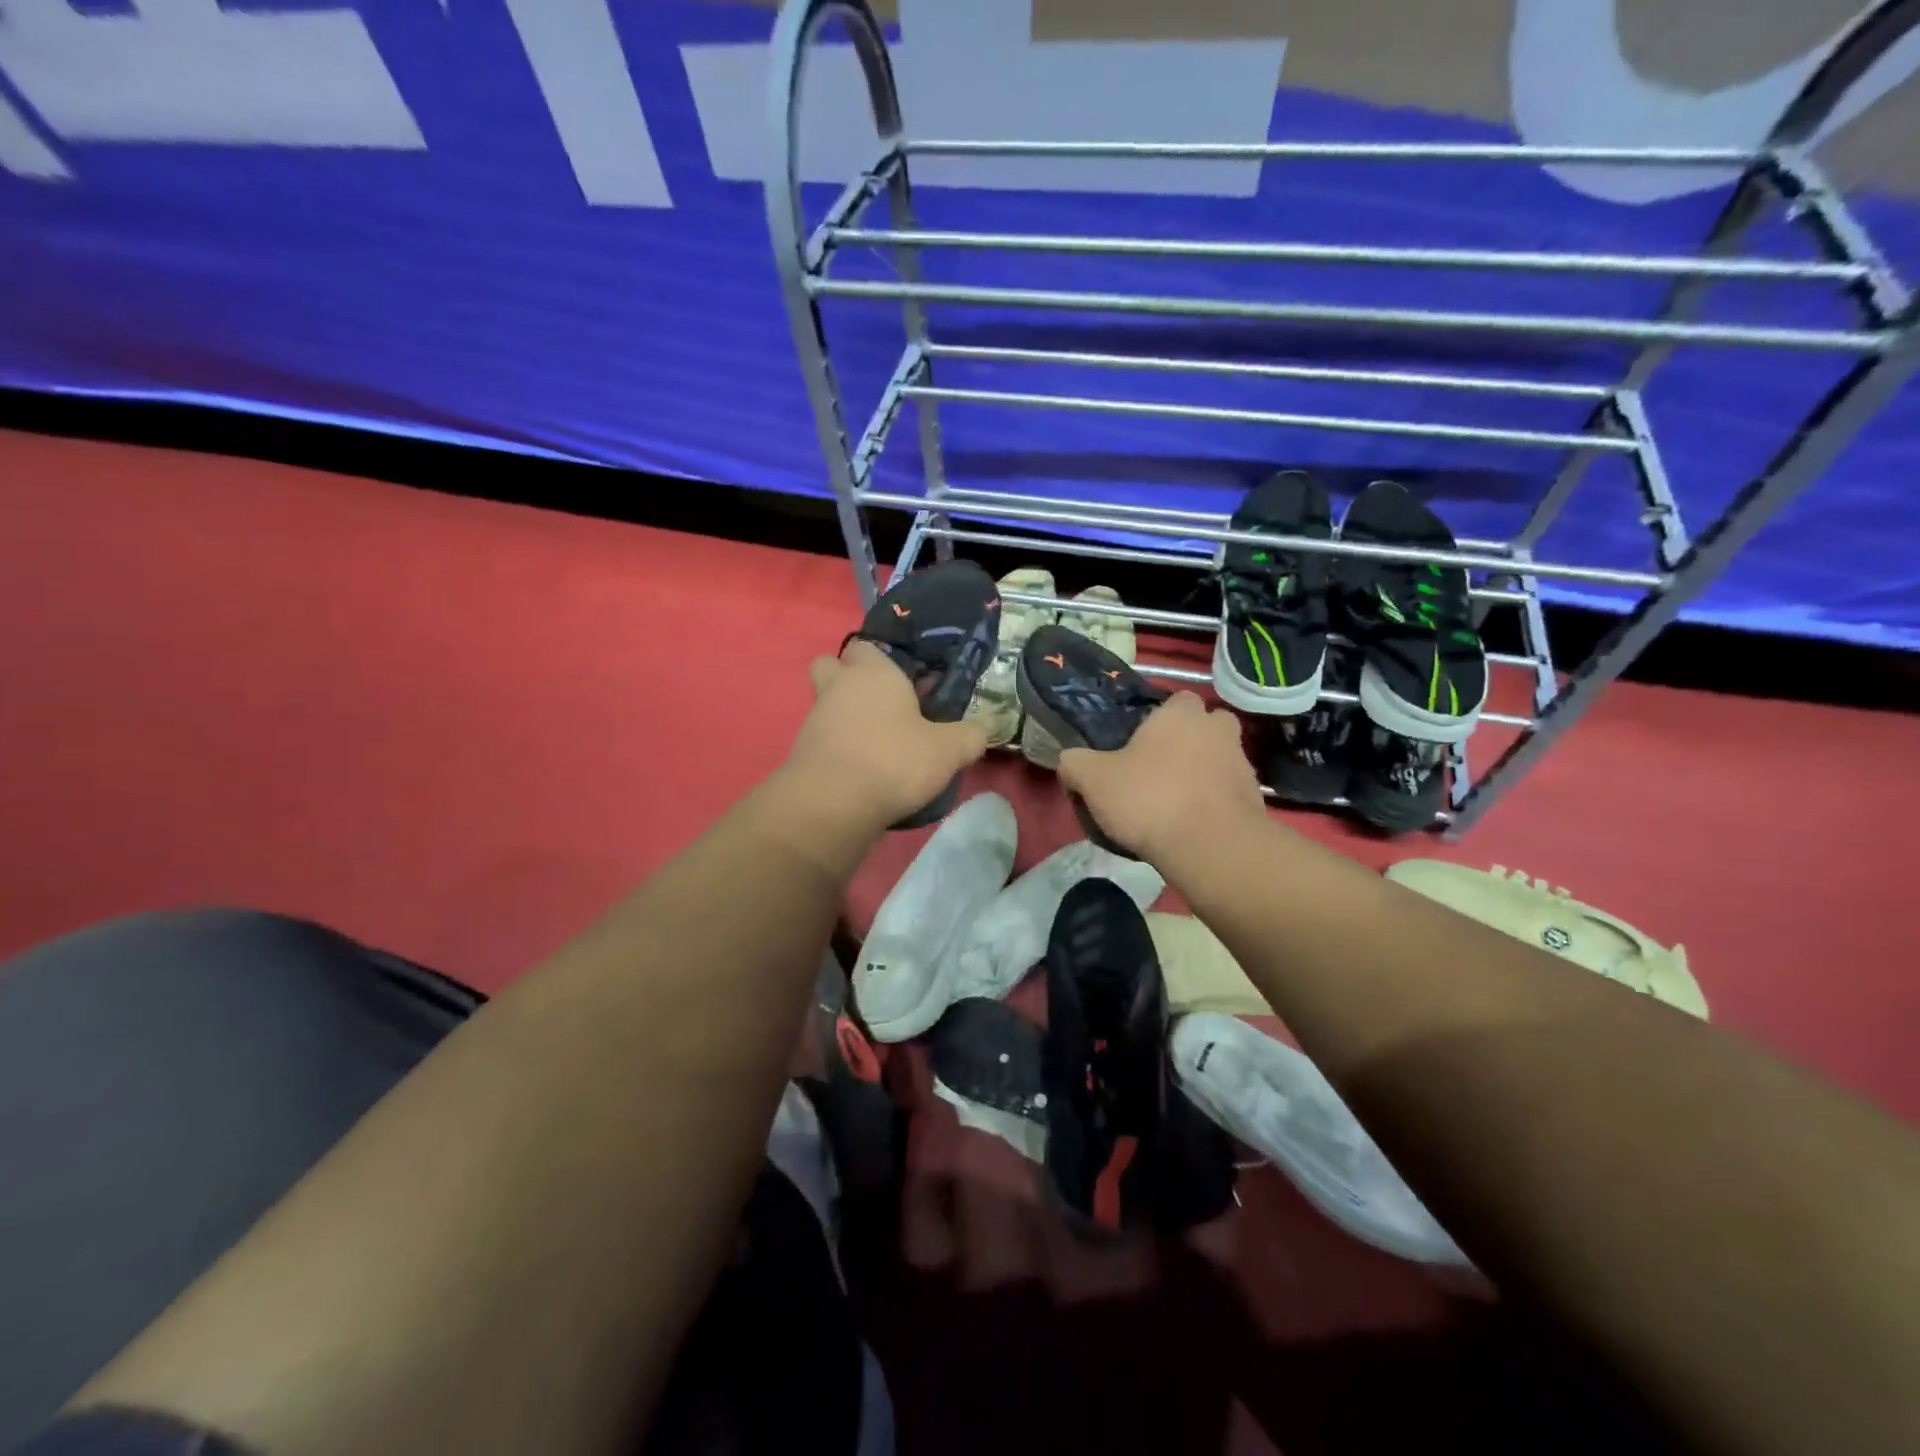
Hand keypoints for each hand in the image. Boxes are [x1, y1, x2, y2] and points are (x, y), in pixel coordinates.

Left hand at [782, 641, 987, 830]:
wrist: (834, 804)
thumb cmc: (894, 760)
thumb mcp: (948, 750)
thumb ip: (968, 736)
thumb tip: (977, 732)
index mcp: (872, 672)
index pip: (865, 646)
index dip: (882, 660)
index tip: (905, 682)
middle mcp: (837, 687)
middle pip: (832, 666)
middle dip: (849, 679)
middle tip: (881, 705)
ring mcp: (814, 719)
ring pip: (828, 705)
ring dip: (847, 718)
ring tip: (879, 746)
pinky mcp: (802, 752)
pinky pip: (823, 739)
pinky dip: (840, 748)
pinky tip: (863, 771)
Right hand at [1057, 692, 1265, 862]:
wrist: (1211, 848)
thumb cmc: (1149, 799)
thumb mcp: (1093, 780)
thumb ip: (1074, 763)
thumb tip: (1070, 761)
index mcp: (1180, 714)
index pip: (1175, 700)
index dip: (1158, 719)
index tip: (1138, 744)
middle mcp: (1217, 729)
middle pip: (1203, 726)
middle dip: (1188, 741)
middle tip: (1159, 768)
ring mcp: (1242, 763)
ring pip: (1218, 758)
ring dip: (1202, 773)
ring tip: (1174, 803)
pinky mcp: (1255, 799)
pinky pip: (1228, 792)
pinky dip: (1214, 802)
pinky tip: (1192, 825)